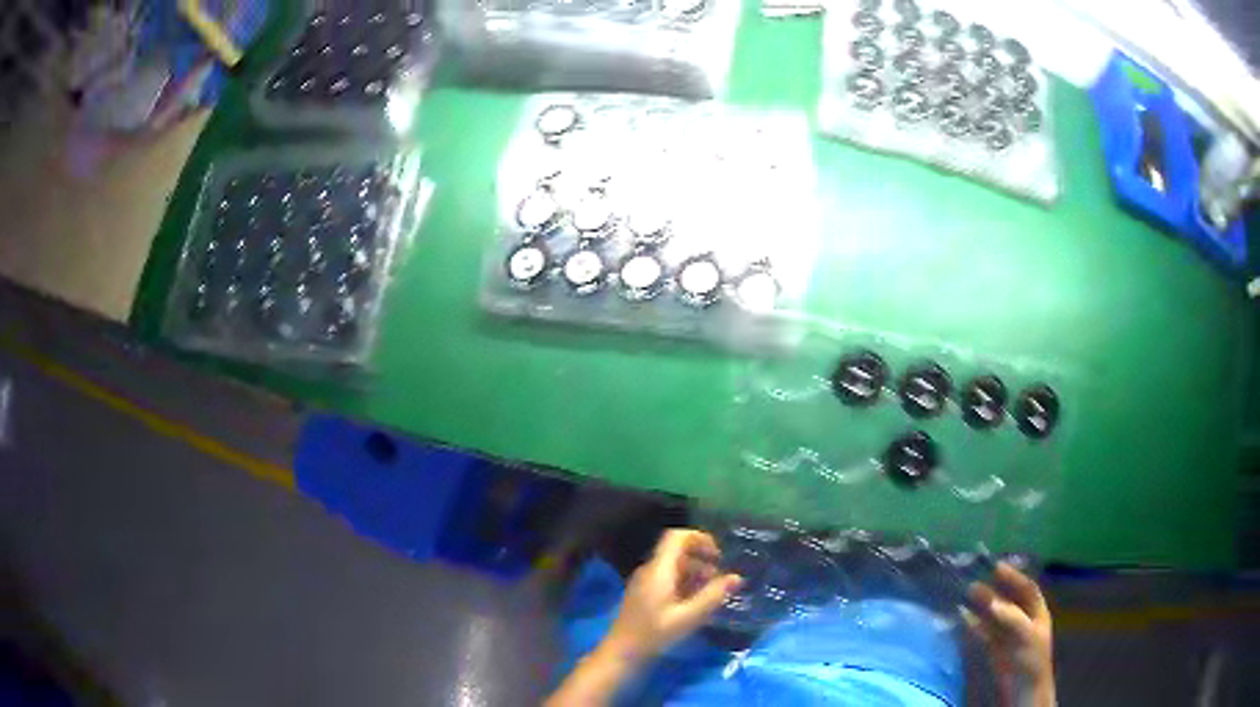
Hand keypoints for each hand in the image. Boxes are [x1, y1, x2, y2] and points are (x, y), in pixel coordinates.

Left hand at [603, 529, 743, 663]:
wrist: (622, 653)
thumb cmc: (654, 634)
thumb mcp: (688, 617)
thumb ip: (713, 596)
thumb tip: (737, 578)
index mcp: (658, 570)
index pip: (677, 536)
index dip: (700, 539)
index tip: (719, 556)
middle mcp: (650, 570)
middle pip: (677, 550)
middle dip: (702, 559)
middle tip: (720, 578)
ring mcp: (645, 581)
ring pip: (674, 565)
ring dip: (695, 572)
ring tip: (712, 592)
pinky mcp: (644, 593)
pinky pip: (667, 578)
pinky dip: (685, 583)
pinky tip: (695, 602)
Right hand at [963, 562, 1054, 706]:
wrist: (1023, 694)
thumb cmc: (1030, 662)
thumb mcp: (1025, 637)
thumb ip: (1010, 618)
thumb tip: (990, 600)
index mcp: (1038, 613)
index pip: (1027, 589)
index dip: (1014, 577)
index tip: (996, 567)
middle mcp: (1024, 621)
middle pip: (1009, 601)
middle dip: (994, 590)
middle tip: (975, 580)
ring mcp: (1009, 636)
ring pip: (995, 616)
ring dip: (982, 606)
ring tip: (966, 594)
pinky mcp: (995, 651)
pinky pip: (984, 633)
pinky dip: (974, 624)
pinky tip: (964, 617)